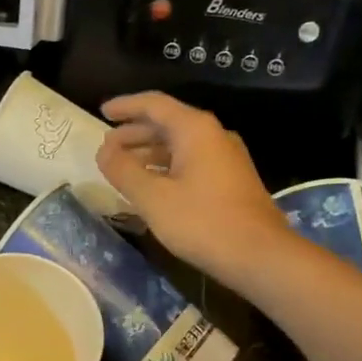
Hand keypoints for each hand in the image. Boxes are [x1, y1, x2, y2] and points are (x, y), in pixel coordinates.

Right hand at [96, 92, 290, 282]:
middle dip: (134, 133)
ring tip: (123, 167)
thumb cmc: (203, 222)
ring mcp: (225, 158)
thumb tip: (104, 151)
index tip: (101, 112)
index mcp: (195, 130)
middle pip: (167, 123)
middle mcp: (213, 135)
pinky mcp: (230, 180)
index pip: (154, 104)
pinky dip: (165, 167)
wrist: (260, 255)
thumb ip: (123, 171)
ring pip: (179, 145)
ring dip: (149, 152)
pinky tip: (151, 186)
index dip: (125, 106)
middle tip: (107, 147)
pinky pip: (190, 162)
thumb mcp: (153, 198)